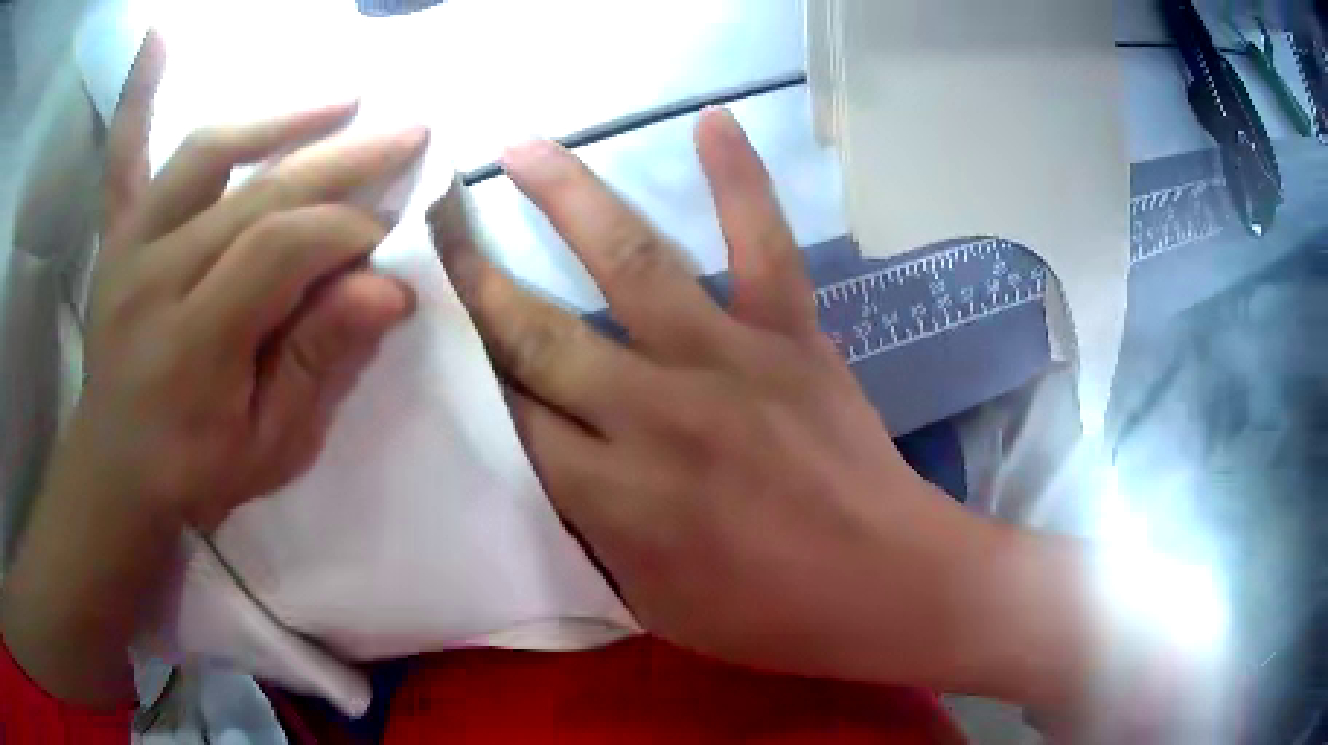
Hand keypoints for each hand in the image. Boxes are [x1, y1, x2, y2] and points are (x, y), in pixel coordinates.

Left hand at [76, 35, 427, 529]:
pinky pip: (123, 155)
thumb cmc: (194, 472)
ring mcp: (129, 247)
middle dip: (342, 162)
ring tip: (341, 101)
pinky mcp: (115, 236)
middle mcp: (155, 277)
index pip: (280, 250)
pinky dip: (137, 94)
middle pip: (256, 195)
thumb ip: (318, 364)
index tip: (388, 238)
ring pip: (207, 155)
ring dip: (278, 119)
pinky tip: (157, 37)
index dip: (345, 232)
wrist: (115, 472)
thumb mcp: (271, 446)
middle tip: (407, 134)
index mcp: (193, 343)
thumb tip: (389, 290)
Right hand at [442, 109, 1024, 688]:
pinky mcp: (792, 335)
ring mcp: (729, 359)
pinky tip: (711, 119)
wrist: (885, 583)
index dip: (469, 369)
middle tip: (441, 225)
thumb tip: (551, 464)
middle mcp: (656, 411)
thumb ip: (591, 531)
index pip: (512, 414)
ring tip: (521, 149)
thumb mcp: (651, 602)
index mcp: (615, 492)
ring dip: (567, 196)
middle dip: (478, 278)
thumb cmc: (769, 614)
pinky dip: (740, 179)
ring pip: (632, 261)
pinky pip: (764, 243)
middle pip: (541, 332)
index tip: (438, 324)